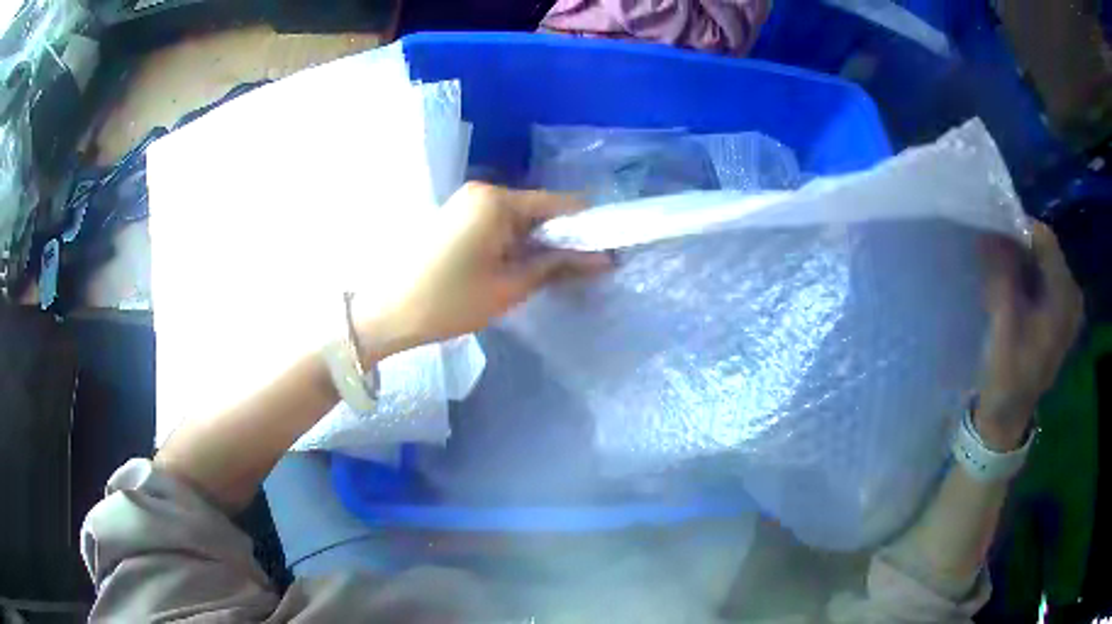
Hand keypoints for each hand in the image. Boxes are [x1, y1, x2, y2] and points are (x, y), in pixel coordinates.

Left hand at [361, 182, 611, 353]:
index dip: (586, 227)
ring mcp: (465, 203)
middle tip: (577, 273)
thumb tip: (603, 259)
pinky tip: (517, 270)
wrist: (386, 313)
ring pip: (517, 219)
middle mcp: (482, 191)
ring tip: (547, 276)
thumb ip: (558, 266)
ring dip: (536, 244)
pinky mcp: (454, 217)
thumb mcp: (510, 287)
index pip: (558, 204)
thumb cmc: (449, 301)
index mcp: (496, 199)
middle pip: (537, 209)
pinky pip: (497, 225)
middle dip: (559, 238)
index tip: (605, 253)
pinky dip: (513, 245)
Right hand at [977, 222, 1083, 449]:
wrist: (1008, 416)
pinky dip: (1022, 274)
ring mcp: (1065, 305)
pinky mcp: (1057, 313)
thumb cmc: (1007, 375)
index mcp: (1065, 298)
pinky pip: (1040, 277)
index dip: (1017, 229)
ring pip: (1040, 261)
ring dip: (1017, 260)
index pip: (1045, 239)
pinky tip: (1008, 287)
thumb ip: (1001, 275)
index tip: (990, 231)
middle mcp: (1071, 295)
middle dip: (1016, 245)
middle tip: (990, 254)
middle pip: (1044, 249)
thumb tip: (989, 231)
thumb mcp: (1003, 324)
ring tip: (996, 272)